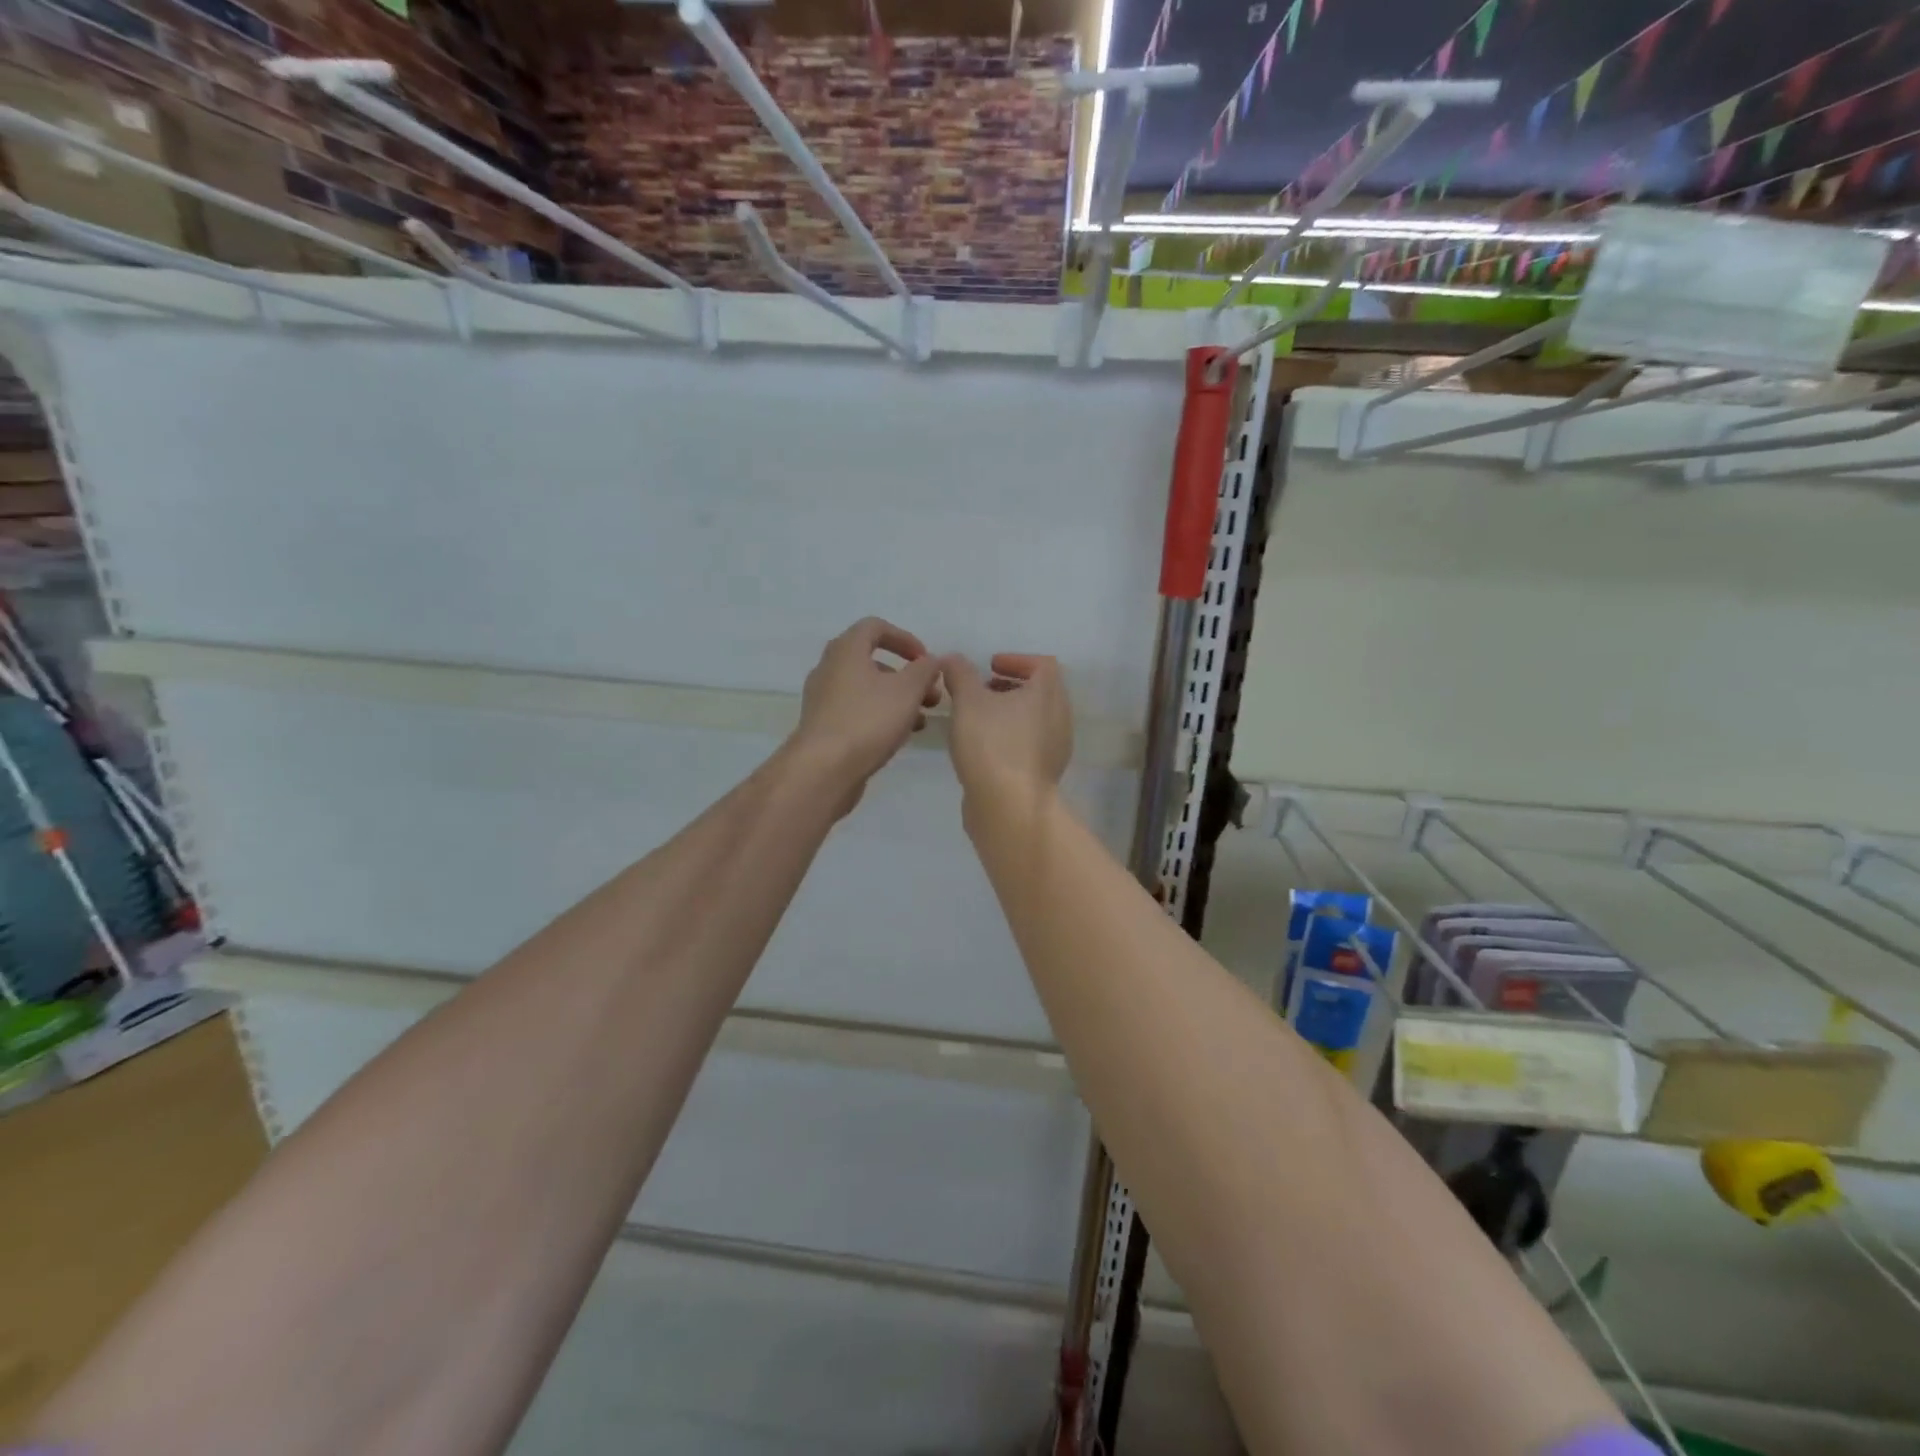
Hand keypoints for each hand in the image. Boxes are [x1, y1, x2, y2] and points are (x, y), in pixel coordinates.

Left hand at [789, 618, 941, 811]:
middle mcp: (829, 669)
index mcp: (846, 650)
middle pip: (872, 661)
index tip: (926, 660)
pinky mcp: (824, 726)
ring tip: (921, 720)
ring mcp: (823, 699)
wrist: (824, 769)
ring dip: (897, 699)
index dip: (905, 638)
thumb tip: (931, 661)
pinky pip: (857, 711)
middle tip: (930, 695)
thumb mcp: (908, 690)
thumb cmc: (868, 720)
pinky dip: (881, 716)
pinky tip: (899, 736)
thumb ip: (925, 670)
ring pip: (867, 689)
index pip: (875, 627)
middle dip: (906, 676)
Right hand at [940, 653, 1072, 803]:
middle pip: (1041, 692)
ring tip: (978, 719)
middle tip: (982, 690)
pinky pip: (1030, 744)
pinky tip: (983, 748)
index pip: (1043, 664)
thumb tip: (952, 659)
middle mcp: (1060, 718)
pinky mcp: (1044, 773)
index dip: (1017, 660)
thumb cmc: (992, 745)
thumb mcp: (968, 701)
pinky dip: (1011, 736)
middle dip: (1011, 687)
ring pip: (1035, 720)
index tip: (990, 666)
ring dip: (1010, 713)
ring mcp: (1056, 748)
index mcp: (1048, 694)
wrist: (1009, 807)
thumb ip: (959, 674)